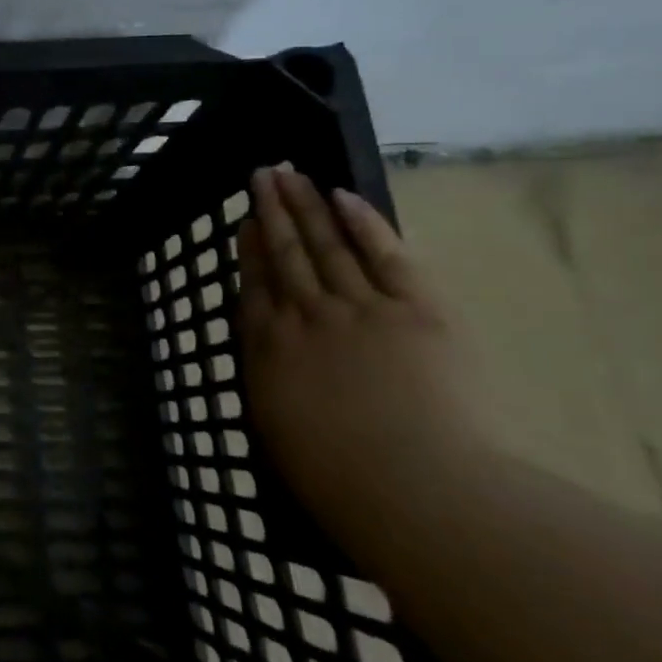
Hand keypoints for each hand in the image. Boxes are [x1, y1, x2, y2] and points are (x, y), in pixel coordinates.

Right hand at [236, 165, 487, 541]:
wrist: (414, 488)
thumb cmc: (337, 478)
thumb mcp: (276, 429)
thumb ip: (269, 378)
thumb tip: (267, 349)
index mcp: (269, 347)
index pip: (254, 285)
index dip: (249, 248)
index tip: (246, 220)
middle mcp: (305, 315)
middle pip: (285, 252)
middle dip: (272, 211)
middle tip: (264, 173)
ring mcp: (359, 307)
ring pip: (326, 243)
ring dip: (306, 204)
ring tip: (291, 173)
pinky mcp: (416, 309)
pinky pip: (384, 254)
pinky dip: (363, 222)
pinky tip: (343, 196)